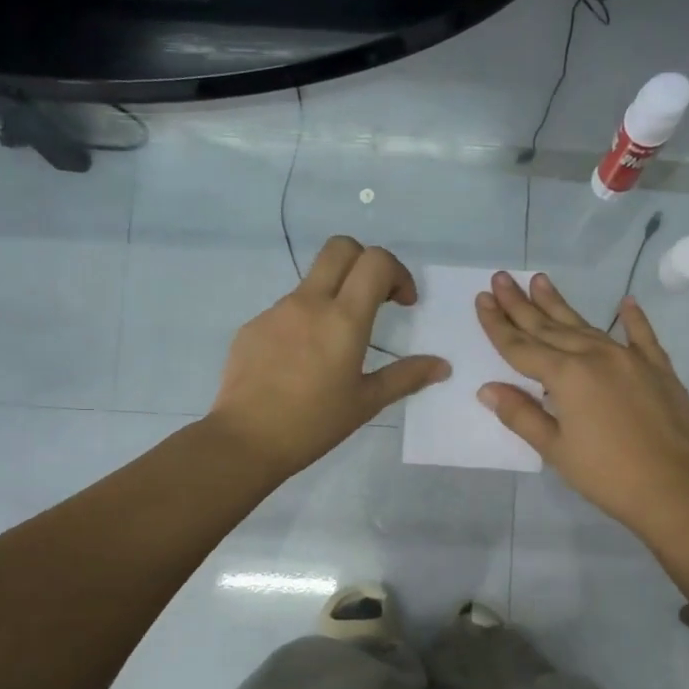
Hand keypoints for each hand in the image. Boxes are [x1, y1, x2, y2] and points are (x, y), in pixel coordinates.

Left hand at [211, 236, 448, 475]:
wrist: (246, 440)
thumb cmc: (314, 424)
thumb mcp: (366, 403)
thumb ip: (406, 377)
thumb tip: (442, 366)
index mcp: (343, 319)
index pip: (375, 261)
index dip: (397, 272)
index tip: (402, 303)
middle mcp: (309, 303)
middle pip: (340, 248)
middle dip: (365, 262)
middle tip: (374, 299)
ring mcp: (276, 311)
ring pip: (312, 281)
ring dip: (334, 296)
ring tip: (335, 346)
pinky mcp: (253, 326)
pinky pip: (286, 310)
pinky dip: (305, 322)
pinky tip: (300, 363)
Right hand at [476, 271, 688, 533]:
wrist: (674, 487)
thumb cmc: (606, 474)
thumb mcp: (555, 449)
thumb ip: (521, 414)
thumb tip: (488, 389)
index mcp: (567, 376)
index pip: (522, 347)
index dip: (498, 325)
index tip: (483, 299)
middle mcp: (596, 356)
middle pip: (550, 327)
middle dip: (522, 304)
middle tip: (501, 277)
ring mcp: (630, 359)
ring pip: (587, 326)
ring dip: (560, 305)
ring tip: (540, 280)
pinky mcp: (659, 369)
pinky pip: (642, 336)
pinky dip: (633, 319)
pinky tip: (625, 302)